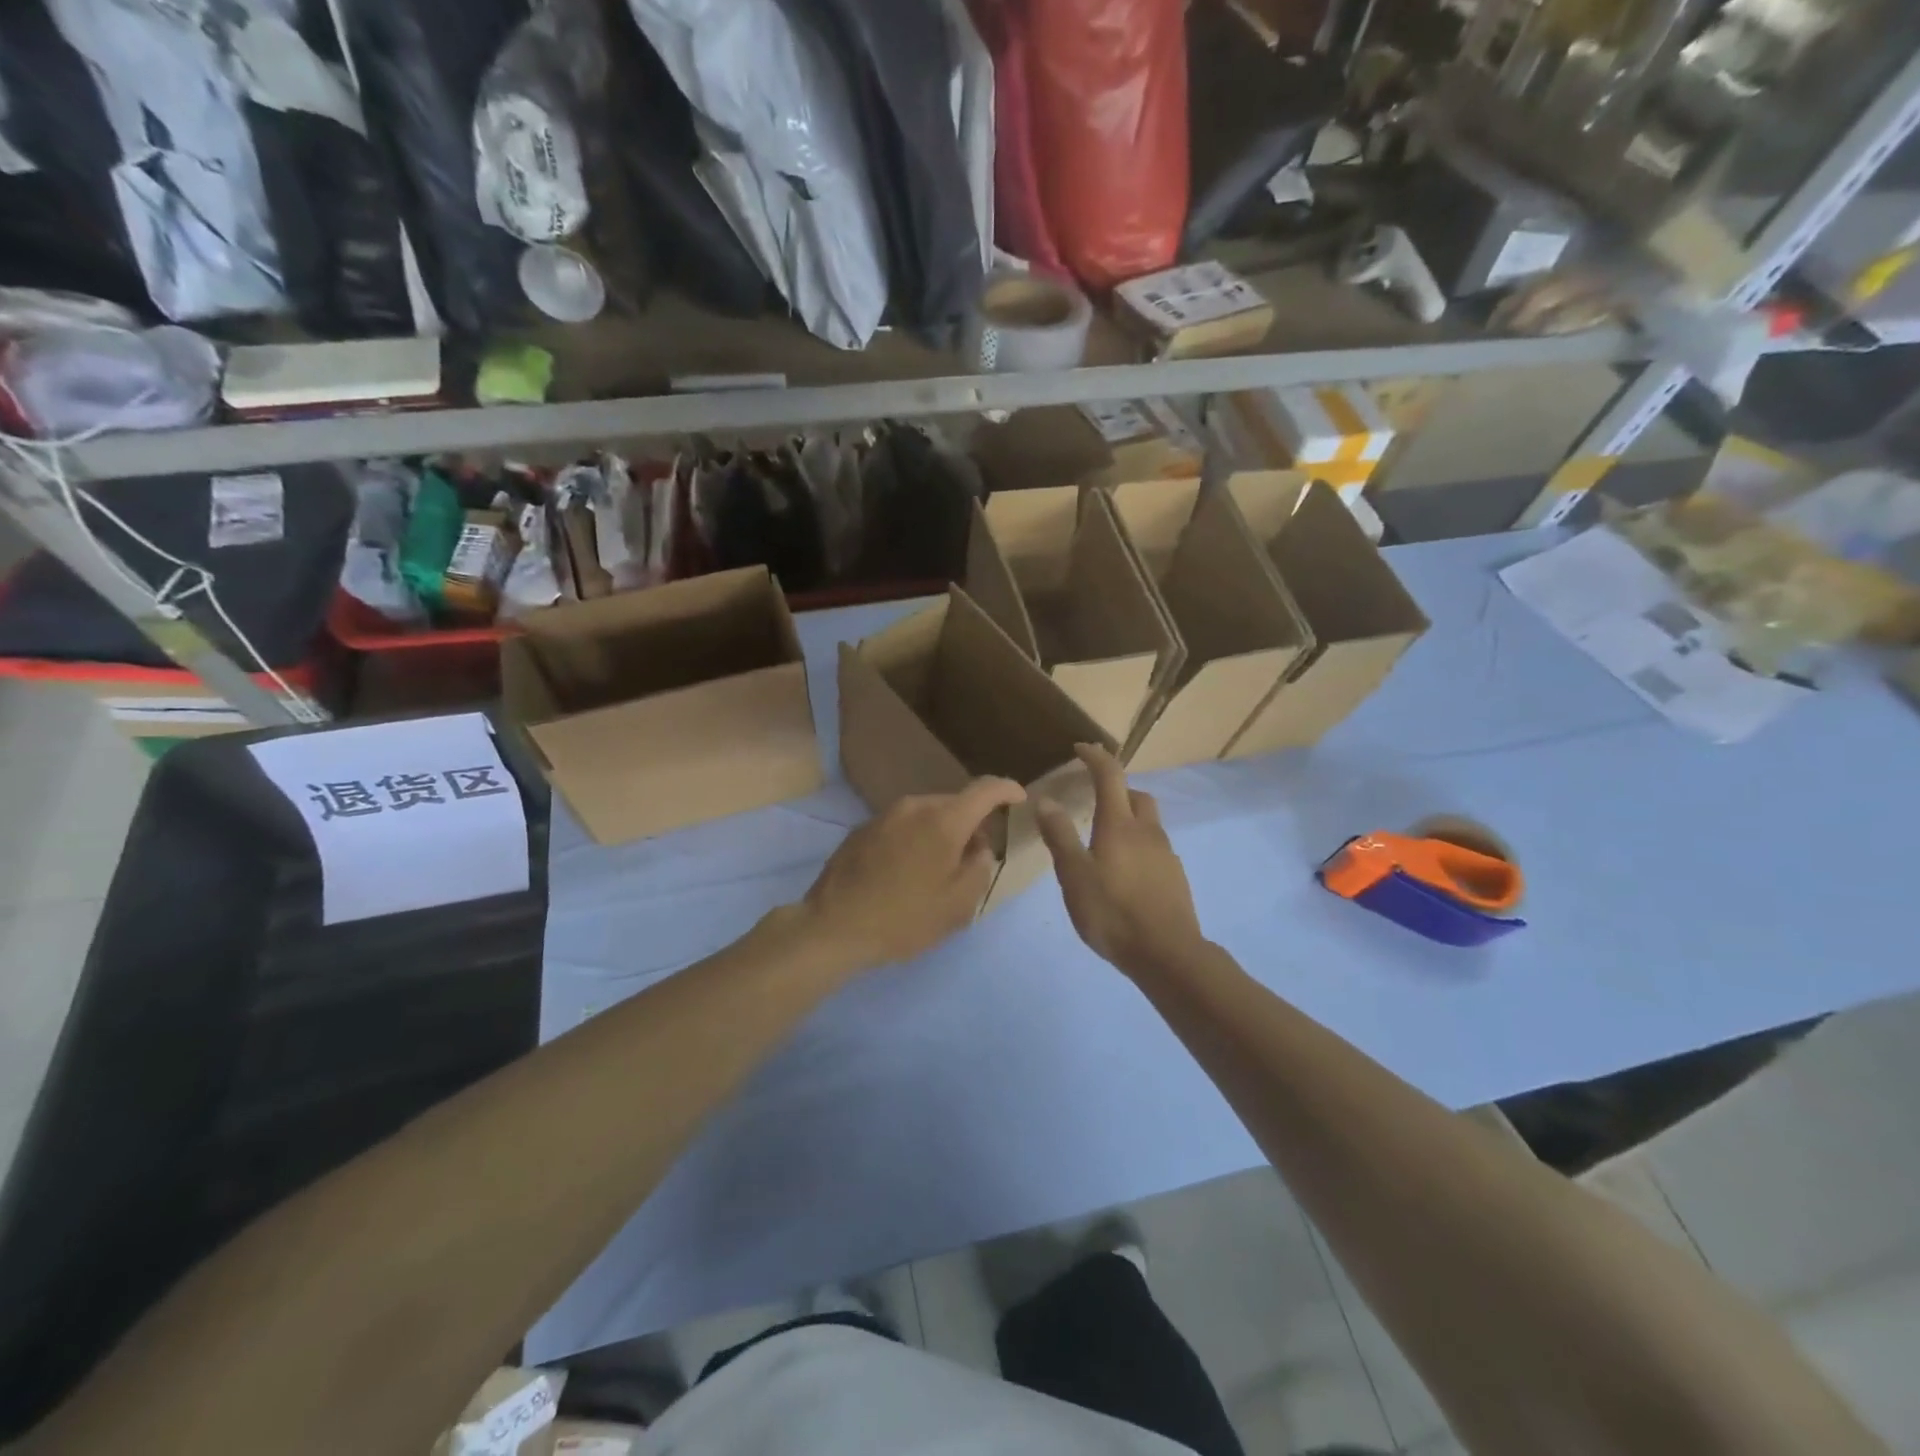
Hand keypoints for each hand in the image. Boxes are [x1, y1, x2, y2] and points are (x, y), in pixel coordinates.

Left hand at [799, 778, 1026, 975]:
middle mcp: (914, 806)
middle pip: (954, 804)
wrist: (832, 928)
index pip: (985, 790)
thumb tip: (979, 847)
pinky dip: (914, 840)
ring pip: (926, 815)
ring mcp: (883, 816)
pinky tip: (906, 873)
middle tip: (975, 858)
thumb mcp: (958, 904)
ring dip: (940, 833)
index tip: (1019, 798)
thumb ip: (980, 868)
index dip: (1007, 790)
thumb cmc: (904, 918)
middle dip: (971, 823)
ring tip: (938, 870)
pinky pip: (901, 826)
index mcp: (944, 820)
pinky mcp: (861, 830)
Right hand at [1036, 744, 1206, 978]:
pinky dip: (1137, 845)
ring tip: (1104, 841)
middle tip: (1094, 799)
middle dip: (1116, 788)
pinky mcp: (1174, 876)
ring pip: (1147, 822)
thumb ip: (1060, 836)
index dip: (1095, 757)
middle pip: (1136, 795)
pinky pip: (1154, 847)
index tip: (1080, 749)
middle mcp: (1147, 831)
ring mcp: (1165, 854)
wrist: (1167, 954)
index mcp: (1119, 824)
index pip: (1110, 775)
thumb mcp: (1074, 875)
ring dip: (1128, 818)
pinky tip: (1123, 872)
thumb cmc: (1113, 912)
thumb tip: (1045, 799)